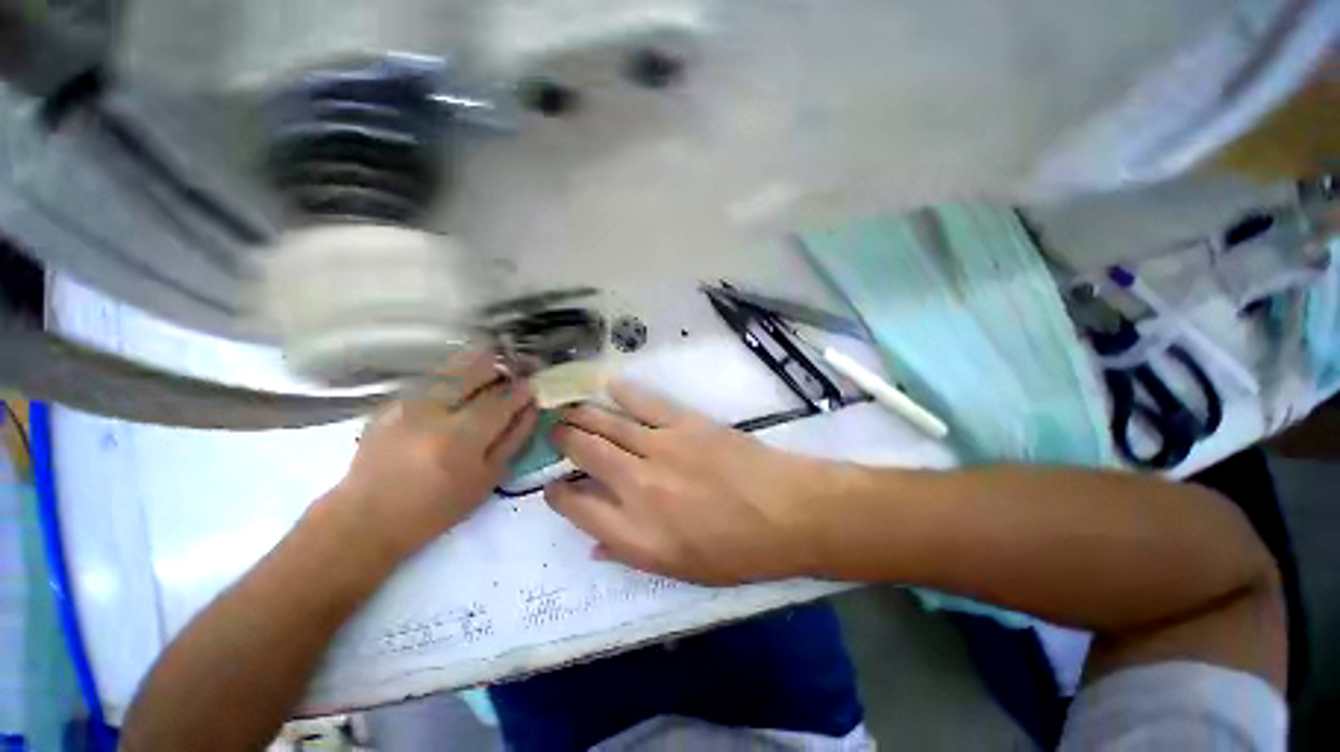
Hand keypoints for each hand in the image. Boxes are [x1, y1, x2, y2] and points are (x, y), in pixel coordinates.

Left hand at [331, 352, 538, 560]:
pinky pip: (436, 376)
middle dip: (505, 365)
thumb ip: (514, 437)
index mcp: (459, 437)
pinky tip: (464, 390)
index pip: (502, 398)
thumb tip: (531, 406)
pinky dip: (458, 376)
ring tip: (495, 377)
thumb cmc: (436, 507)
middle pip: (478, 366)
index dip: (523, 389)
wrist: (366, 517)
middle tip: (518, 373)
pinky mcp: (392, 399)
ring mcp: (407, 400)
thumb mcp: (488, 478)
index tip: (534, 387)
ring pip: (455, 364)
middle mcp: (431, 409)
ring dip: (482, 366)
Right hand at [544, 381, 841, 584]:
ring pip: (608, 424)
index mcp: (634, 533)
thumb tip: (596, 543)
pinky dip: (624, 394)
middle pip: (585, 454)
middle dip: (563, 441)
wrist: (786, 512)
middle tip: (557, 433)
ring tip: (569, 410)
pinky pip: (645, 404)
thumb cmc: (737, 551)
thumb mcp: (681, 571)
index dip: (557, 495)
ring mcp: (660, 449)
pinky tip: (609, 386)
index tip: (554, 486)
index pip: (576, 508)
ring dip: (583, 415)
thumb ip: (630, 553)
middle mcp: (637, 487)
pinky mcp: (685, 424)